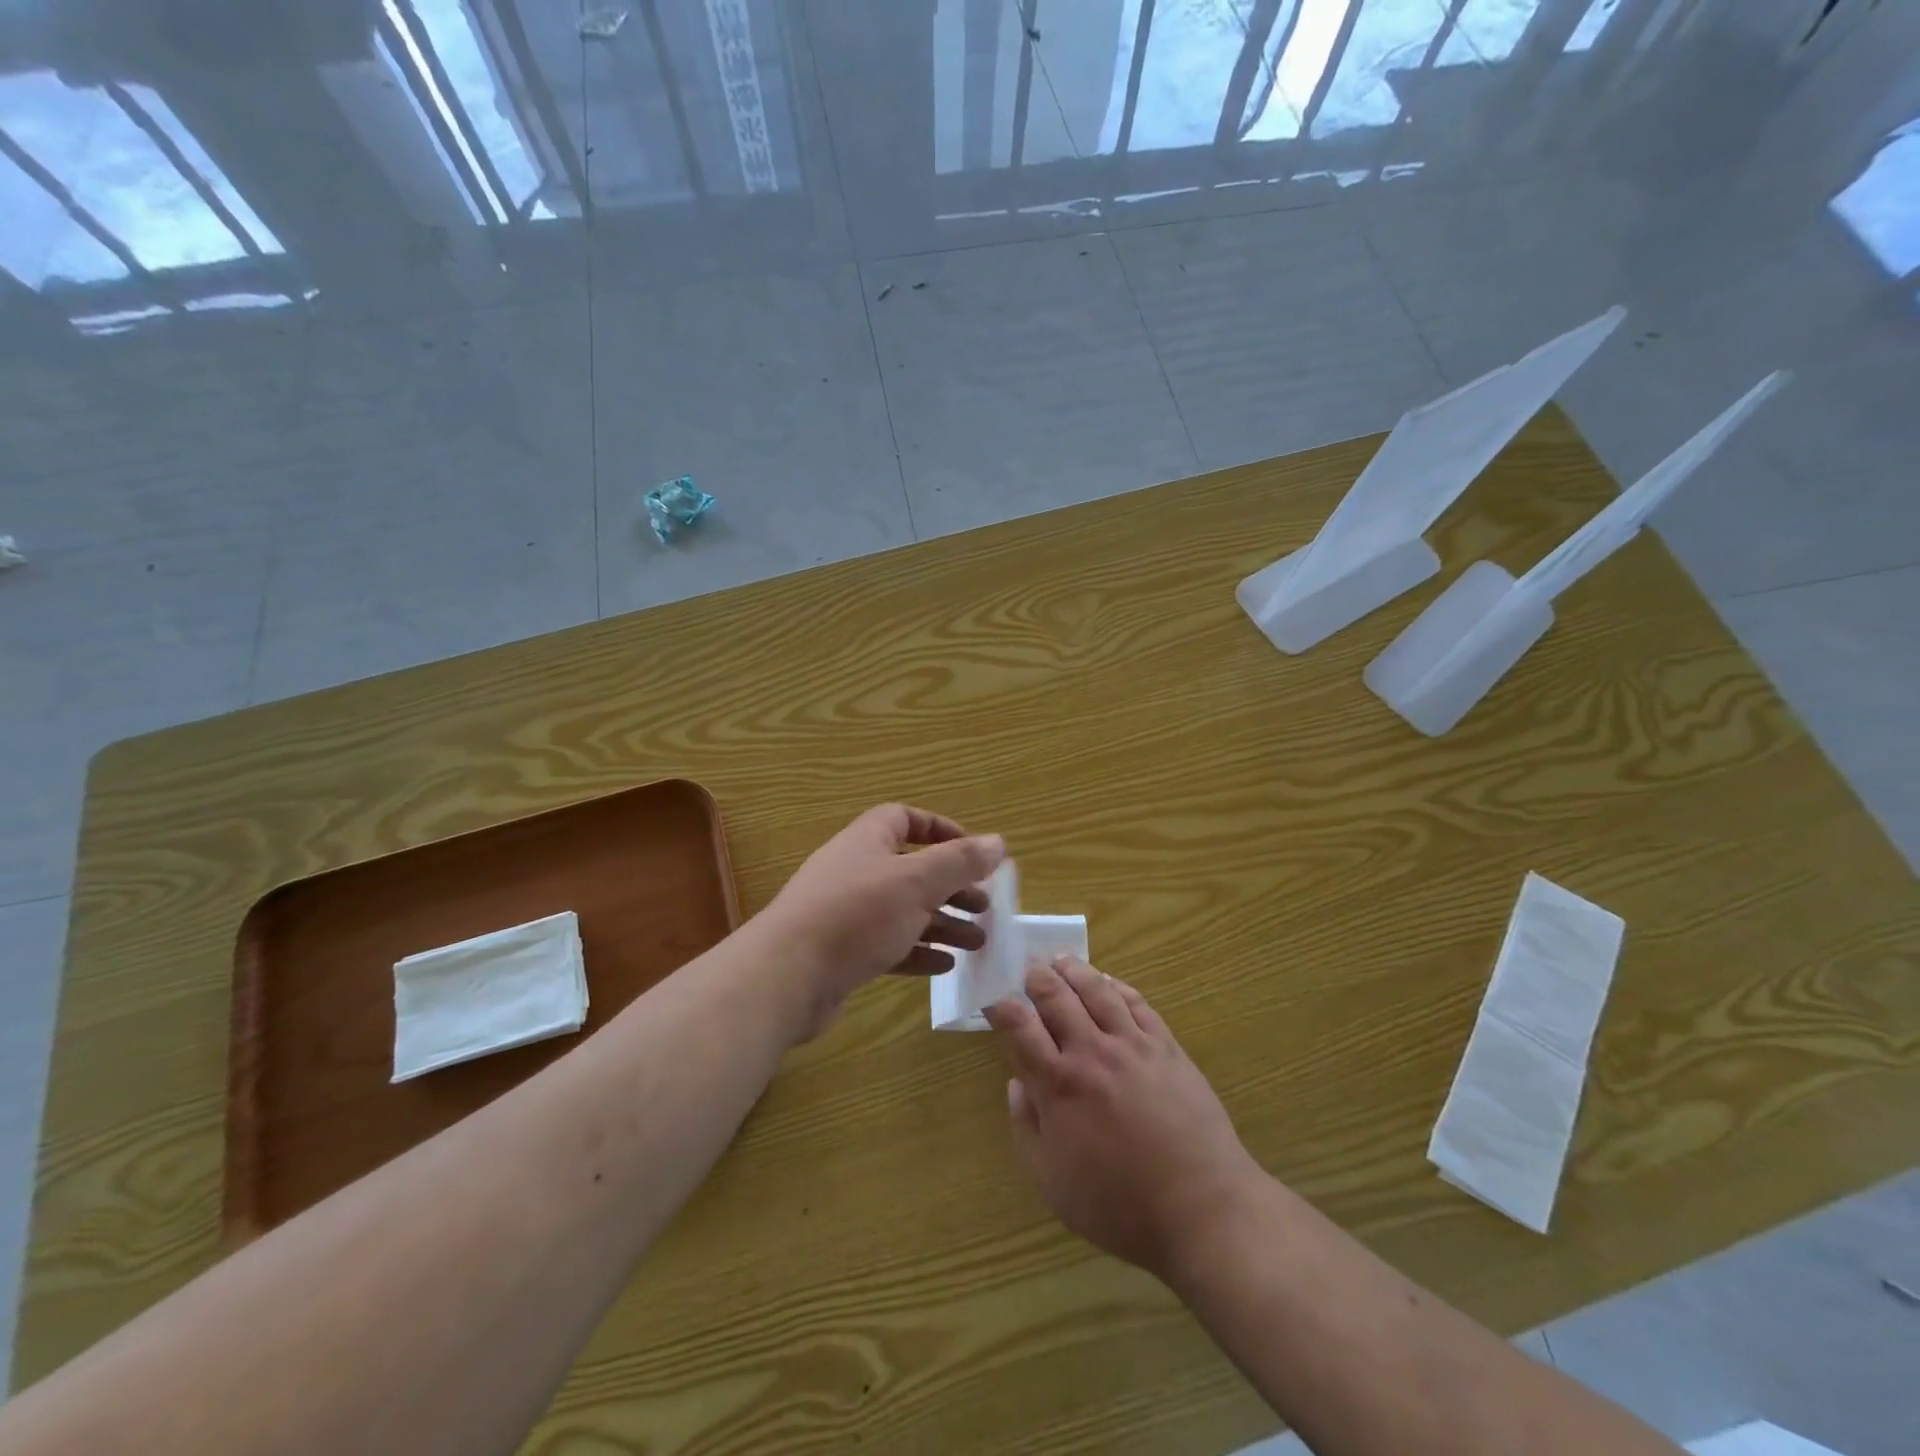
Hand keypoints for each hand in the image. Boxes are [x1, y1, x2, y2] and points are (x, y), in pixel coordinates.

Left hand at [757, 804, 1003, 1037]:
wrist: (786, 977)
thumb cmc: (856, 915)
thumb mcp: (916, 882)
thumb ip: (959, 861)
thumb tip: (998, 841)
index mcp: (867, 841)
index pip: (904, 819)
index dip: (940, 830)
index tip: (972, 852)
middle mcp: (856, 871)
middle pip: (912, 870)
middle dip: (951, 886)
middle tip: (985, 907)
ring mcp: (847, 914)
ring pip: (904, 911)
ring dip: (942, 923)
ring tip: (978, 942)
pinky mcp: (843, 953)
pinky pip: (889, 945)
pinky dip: (918, 952)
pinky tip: (945, 966)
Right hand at [985, 957, 1265, 1281]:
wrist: (1201, 1208)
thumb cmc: (1118, 1204)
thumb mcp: (1051, 1181)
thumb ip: (1026, 1127)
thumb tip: (1017, 1083)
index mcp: (1058, 1084)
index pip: (1019, 1027)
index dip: (1001, 1007)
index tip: (994, 1001)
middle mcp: (1091, 1052)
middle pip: (1056, 997)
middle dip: (1036, 978)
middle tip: (1028, 969)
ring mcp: (1132, 1044)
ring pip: (1096, 990)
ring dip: (1074, 970)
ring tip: (1061, 961)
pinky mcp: (1167, 1046)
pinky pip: (1137, 1003)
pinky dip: (1117, 986)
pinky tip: (1109, 983)